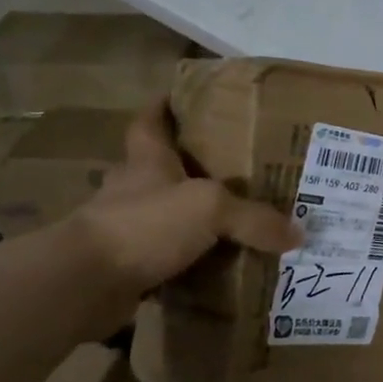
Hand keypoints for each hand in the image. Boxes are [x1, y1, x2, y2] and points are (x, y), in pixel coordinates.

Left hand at [74, 96, 302, 290]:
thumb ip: (254, 218)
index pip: (151, 121)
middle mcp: (133, 189)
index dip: (165, 106)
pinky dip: (187, 262)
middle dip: (189, 167)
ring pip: (164, 215)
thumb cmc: (144, 223)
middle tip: (234, 170)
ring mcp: (125, 229)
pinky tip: (216, 267)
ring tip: (232, 221)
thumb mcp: (210, 208)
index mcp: (147, 160)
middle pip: (159, 168)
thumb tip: (298, 233)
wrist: (84, 284)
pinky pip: (165, 258)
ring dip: (189, 218)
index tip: (186, 97)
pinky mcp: (125, 267)